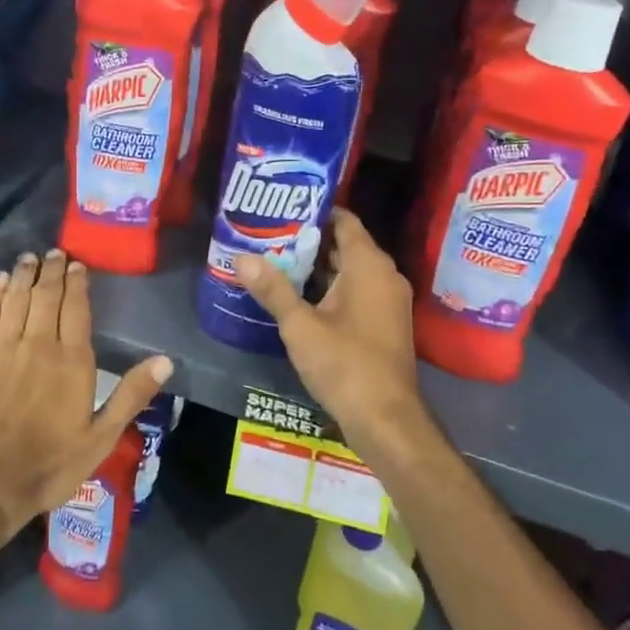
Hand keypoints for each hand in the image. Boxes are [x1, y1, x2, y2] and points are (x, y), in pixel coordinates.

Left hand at [0, 249, 170, 539]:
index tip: (76, 266)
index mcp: (72, 360)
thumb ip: (131, 395)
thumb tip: (166, 360)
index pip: (76, 308)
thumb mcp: (100, 438)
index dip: (76, 283)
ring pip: (15, 297)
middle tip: (53, 253)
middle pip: (45, 295)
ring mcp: (1, 347)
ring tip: (28, 259)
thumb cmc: (47, 465)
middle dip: (51, 271)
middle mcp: (38, 343)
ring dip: (23, 274)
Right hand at [233, 210, 424, 453]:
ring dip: (318, 267)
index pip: (344, 220)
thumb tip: (241, 257)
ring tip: (277, 261)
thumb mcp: (300, 326)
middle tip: (270, 236)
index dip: (315, 211)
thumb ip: (272, 289)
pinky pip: (357, 291)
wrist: (387, 420)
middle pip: (345, 244)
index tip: (282, 209)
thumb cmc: (345, 364)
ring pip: (350, 270)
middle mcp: (384, 275)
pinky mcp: (385, 323)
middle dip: (309, 240)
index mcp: (369, 265)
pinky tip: (299, 296)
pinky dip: (331, 288)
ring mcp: (388, 301)